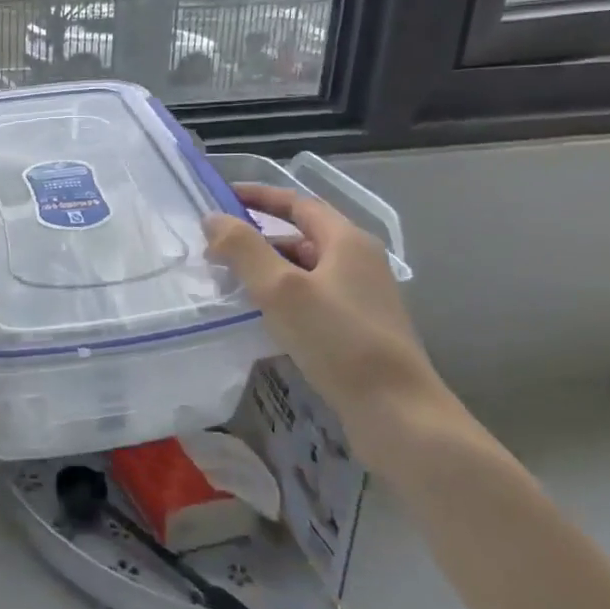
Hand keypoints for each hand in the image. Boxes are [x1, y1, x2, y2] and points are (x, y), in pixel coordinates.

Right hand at [205, 184, 446, 473]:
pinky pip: (310, 298)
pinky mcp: (357, 328)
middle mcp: (359, 262)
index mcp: (348, 241)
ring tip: (228, 282)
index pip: (299, 204)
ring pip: (304, 270)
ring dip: (266, 269)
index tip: (223, 198)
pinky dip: (280, 296)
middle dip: (257, 238)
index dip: (260, 197)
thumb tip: (212, 218)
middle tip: (215, 249)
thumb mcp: (281, 289)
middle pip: (301, 236)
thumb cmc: (338, 340)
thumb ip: (243, 249)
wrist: (396, 411)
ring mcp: (360, 297)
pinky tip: (258, 316)